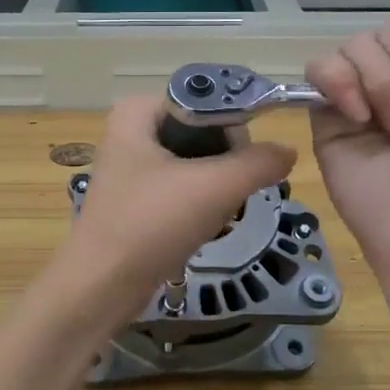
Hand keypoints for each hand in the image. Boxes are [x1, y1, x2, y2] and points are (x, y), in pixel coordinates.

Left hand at [61, 95, 296, 327]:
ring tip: (218, 215)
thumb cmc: (152, 224)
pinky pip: (182, 190)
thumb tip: (288, 151)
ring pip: (197, 164)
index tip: (246, 163)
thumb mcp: (215, 187)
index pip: (208, 101)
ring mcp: (132, 168)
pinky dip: (200, 207)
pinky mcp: (136, 200)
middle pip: (205, 133)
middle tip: (229, 195)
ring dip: (217, 190)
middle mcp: (131, 131)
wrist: (102, 287)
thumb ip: (259, 162)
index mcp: (139, 111)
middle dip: (226, 165)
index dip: (234, 129)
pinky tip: (203, 228)